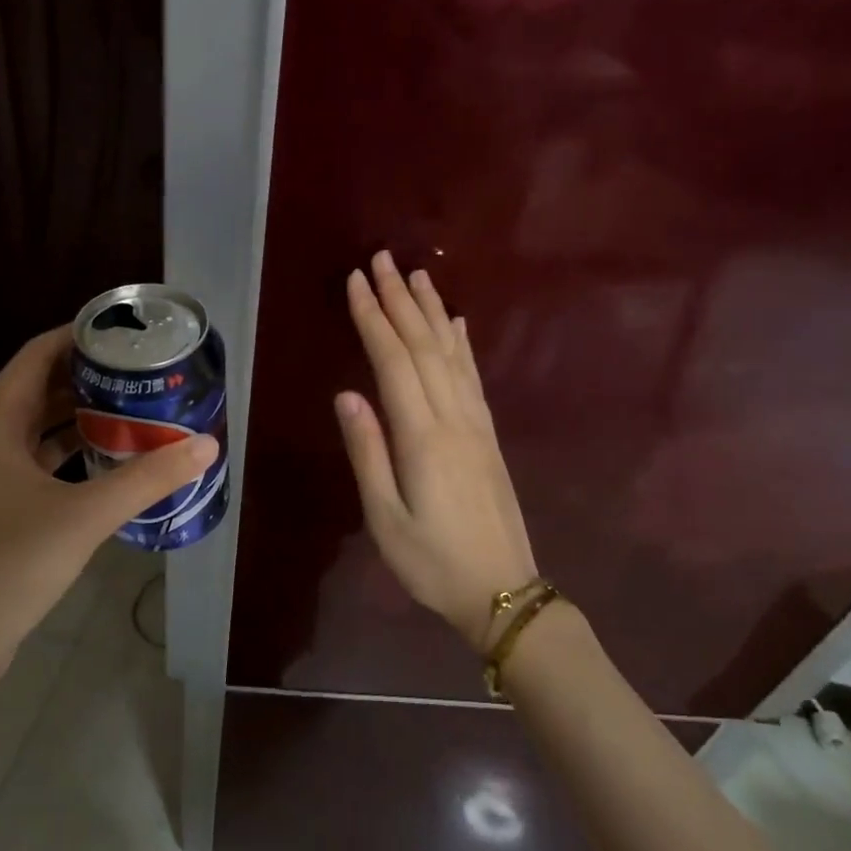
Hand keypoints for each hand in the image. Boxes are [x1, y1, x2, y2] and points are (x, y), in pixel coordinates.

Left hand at [0, 326, 217, 688]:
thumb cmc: (13, 562)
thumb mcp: (86, 515)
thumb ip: (148, 478)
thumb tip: (207, 445)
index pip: (36, 356)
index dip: (76, 336)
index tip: (122, 331)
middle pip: (39, 386)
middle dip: (88, 374)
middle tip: (140, 369)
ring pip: (39, 424)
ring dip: (81, 412)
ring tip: (134, 404)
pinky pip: (39, 457)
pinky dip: (72, 448)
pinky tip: (110, 454)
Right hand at [334, 252, 537, 650]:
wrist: (502, 590)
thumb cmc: (432, 562)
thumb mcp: (385, 517)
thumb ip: (368, 451)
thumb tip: (347, 394)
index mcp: (422, 437)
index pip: (393, 361)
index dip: (373, 318)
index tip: (356, 281)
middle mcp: (453, 418)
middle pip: (424, 346)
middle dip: (400, 299)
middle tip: (382, 259)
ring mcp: (476, 425)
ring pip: (452, 354)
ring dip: (432, 311)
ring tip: (418, 275)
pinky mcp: (488, 436)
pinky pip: (473, 378)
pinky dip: (462, 345)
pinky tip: (457, 325)